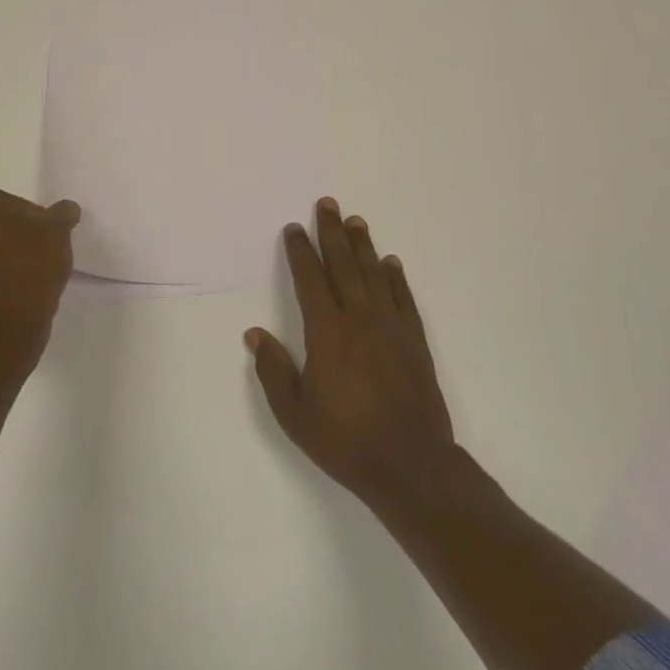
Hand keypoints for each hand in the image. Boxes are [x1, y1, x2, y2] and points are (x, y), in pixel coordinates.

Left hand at [0, 186, 80, 329]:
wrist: (2, 322)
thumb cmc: (28, 262)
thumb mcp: (57, 231)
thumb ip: (61, 215)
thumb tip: (67, 208)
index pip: (1, 199)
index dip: (25, 213)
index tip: (43, 231)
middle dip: (6, 235)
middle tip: (35, 249)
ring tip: (26, 274)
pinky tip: (12, 293)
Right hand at [246, 199, 454, 509]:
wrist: (411, 465)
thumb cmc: (346, 440)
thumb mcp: (295, 413)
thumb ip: (274, 370)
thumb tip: (254, 334)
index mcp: (327, 332)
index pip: (310, 280)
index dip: (301, 252)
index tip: (294, 228)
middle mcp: (359, 318)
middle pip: (343, 265)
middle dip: (332, 233)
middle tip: (328, 204)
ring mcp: (391, 327)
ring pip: (374, 274)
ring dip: (363, 245)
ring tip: (356, 221)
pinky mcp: (415, 341)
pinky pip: (402, 299)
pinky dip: (395, 278)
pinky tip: (390, 263)